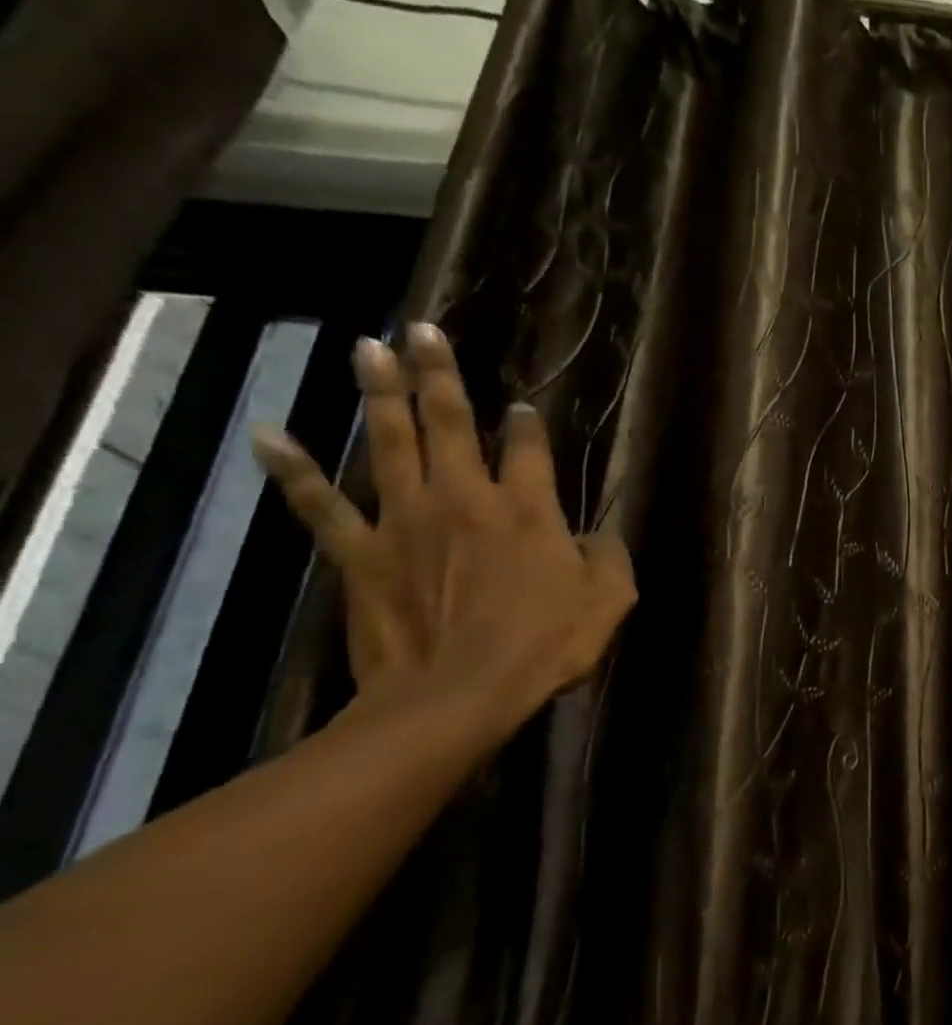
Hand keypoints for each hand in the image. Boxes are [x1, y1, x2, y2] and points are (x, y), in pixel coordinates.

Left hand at [250, 322, 635, 724]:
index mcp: (528, 508)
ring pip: (390, 442)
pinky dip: (293, 469)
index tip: (522, 408)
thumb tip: (597, 535)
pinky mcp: (361, 552)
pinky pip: (321, 504)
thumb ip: (609, 556)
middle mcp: (466, 497)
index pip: (527, 448)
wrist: (457, 695)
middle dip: (439, 373)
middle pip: (450, 423)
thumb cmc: (544, 647)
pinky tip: (269, 433)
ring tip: (367, 348)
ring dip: (378, 392)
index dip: (526, 424)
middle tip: (422, 329)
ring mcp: (407, 519)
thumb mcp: (609, 601)